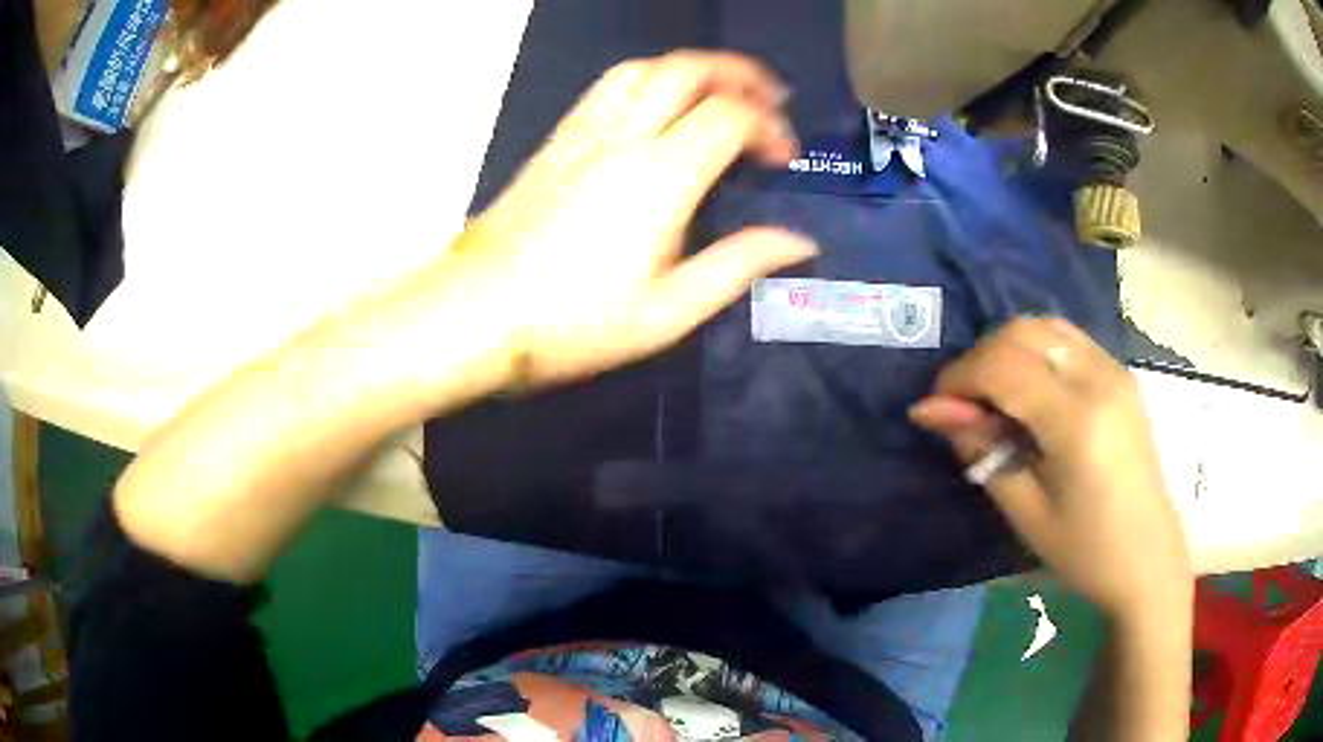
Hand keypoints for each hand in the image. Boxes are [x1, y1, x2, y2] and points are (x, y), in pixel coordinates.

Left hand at [449, 51, 816, 385]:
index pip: (729, 115)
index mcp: (660, 176)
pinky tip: (659, 107)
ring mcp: (583, 132)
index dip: (768, 126)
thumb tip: (798, 241)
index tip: (781, 159)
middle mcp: (623, 136)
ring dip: (692, 68)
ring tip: (720, 92)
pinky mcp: (557, 140)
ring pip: (645, 67)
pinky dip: (649, 80)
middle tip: (768, 100)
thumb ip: (738, 266)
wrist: (475, 314)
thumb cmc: (572, 323)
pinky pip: (609, 86)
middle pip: (689, 69)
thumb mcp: (668, 311)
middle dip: (739, 74)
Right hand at [909, 318, 1190, 620]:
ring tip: (993, 396)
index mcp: (1077, 421)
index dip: (959, 379)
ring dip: (1007, 349)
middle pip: (1022, 332)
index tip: (935, 409)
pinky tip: (1028, 388)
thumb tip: (929, 410)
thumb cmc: (1085, 551)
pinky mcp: (1120, 374)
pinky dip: (1035, 349)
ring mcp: (1114, 370)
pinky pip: (1067, 339)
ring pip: (1044, 326)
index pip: (1003, 367)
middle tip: (963, 406)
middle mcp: (1099, 379)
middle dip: (980, 358)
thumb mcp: (1026, 511)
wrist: (1147, 559)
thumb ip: (982, 451)